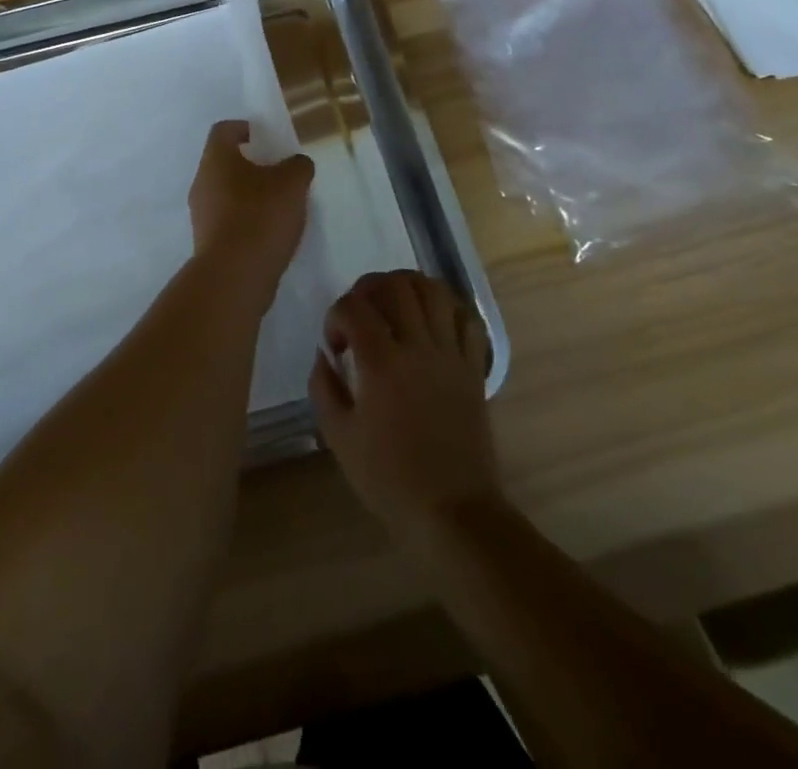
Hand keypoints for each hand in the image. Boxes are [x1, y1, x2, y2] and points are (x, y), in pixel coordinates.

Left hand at [188, 120, 314, 284]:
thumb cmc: (261, 216)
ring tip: (279, 206)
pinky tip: (268, 232)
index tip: (264, 137)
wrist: (234, 275)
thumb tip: (295, 163)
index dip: (244, 128)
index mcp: (216, 159)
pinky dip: (245, 220)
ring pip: (225, 193)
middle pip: (224, 163)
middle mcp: (202, 182)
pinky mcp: (206, 241)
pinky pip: (227, 219)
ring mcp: (201, 214)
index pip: (224, 130)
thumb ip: (298, 166)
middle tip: (279, 174)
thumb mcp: (292, 184)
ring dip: (248, 195)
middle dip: (251, 165)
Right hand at [310, 271, 499, 544]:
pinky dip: (448, 310)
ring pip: (435, 291)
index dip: (336, 316)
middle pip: (397, 284)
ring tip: (394, 306)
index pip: (353, 307)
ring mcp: (451, 355)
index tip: (334, 346)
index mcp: (382, 363)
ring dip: (409, 287)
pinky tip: (431, 323)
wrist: (451, 512)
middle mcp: (419, 347)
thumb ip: (324, 385)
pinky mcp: (473, 369)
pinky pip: (467, 320)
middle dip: (370, 288)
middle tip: (361, 313)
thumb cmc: (388, 478)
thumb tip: (324, 353)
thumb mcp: (338, 436)